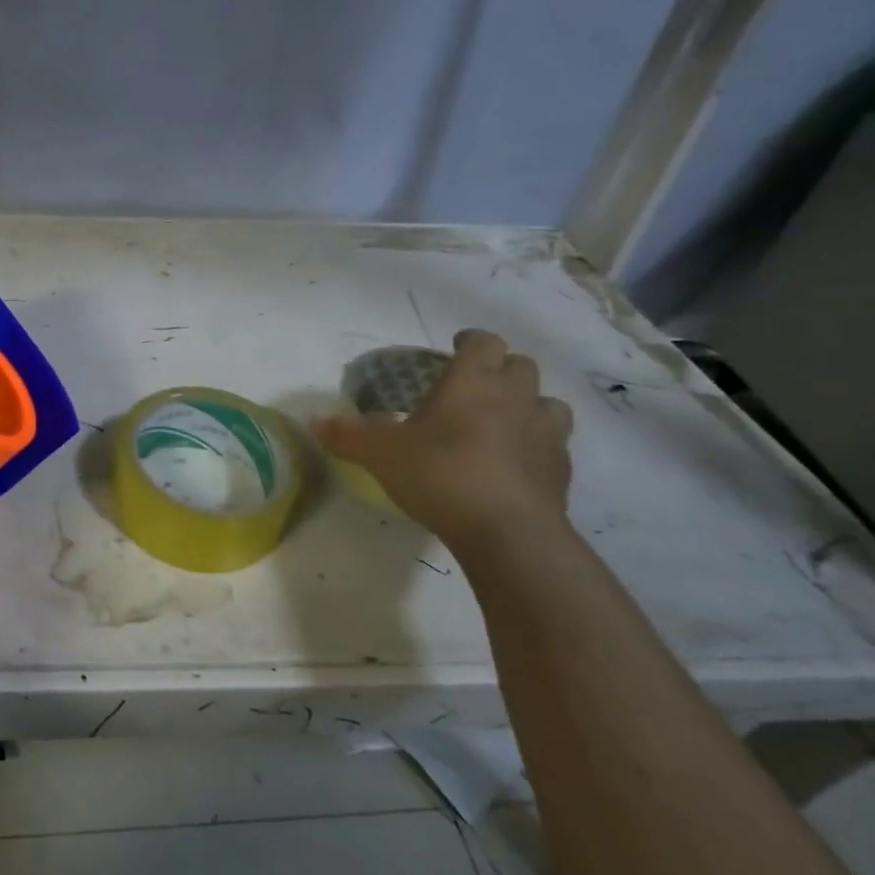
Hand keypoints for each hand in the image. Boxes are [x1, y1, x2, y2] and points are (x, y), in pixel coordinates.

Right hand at [313, 329, 573, 548]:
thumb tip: (313, 422)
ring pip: (547, 402)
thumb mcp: (379, 453)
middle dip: (499, 369)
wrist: (507, 532)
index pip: (483, 341)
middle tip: (472, 388)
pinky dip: (536, 444)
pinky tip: (514, 463)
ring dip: (527, 405)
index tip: (454, 350)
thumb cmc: (439, 474)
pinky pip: (554, 443)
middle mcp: (515, 396)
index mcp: (472, 381)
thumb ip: (347, 435)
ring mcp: (545, 432)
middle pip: (520, 364)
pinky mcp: (561, 468)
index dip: (470, 342)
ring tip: (502, 422)